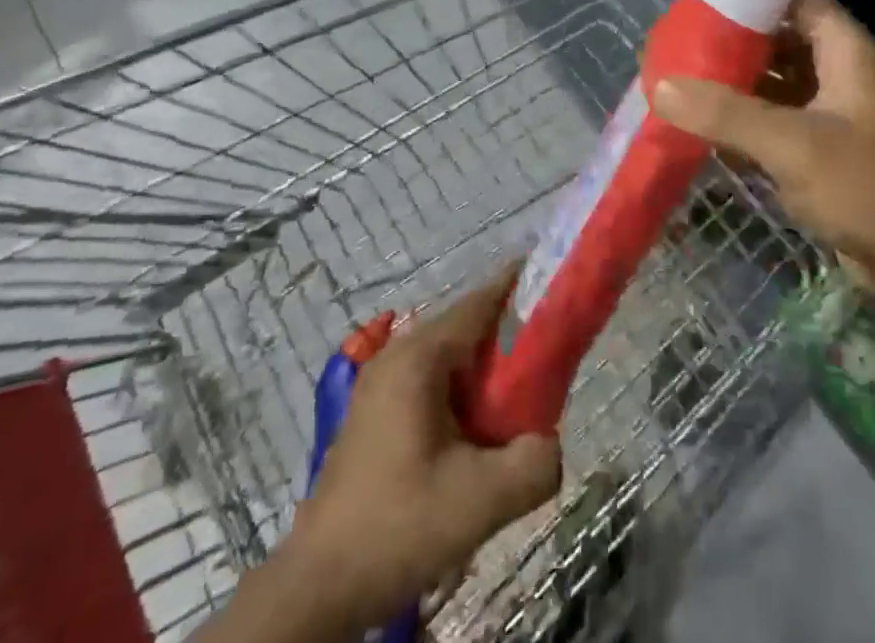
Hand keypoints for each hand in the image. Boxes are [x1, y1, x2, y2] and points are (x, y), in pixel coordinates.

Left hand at [284, 274, 561, 634]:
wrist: (318, 588)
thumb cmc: (398, 527)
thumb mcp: (482, 500)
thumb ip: (535, 463)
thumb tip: (550, 442)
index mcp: (419, 357)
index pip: (480, 302)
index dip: (521, 289)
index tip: (556, 286)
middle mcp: (396, 356)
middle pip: (466, 326)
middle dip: (510, 336)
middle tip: (550, 357)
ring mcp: (380, 383)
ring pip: (449, 356)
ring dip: (486, 369)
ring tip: (520, 397)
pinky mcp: (375, 412)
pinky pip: (432, 380)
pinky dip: (463, 390)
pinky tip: (480, 428)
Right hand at [653, 0, 874, 298]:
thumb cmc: (867, 186)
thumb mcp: (792, 144)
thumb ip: (725, 113)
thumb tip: (660, 85)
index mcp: (842, 49)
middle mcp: (836, 71)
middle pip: (779, 38)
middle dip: (732, 39)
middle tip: (679, 40)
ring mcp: (829, 112)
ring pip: (774, 82)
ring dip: (733, 81)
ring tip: (680, 77)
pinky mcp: (821, 150)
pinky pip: (774, 120)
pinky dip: (742, 119)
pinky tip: (701, 123)